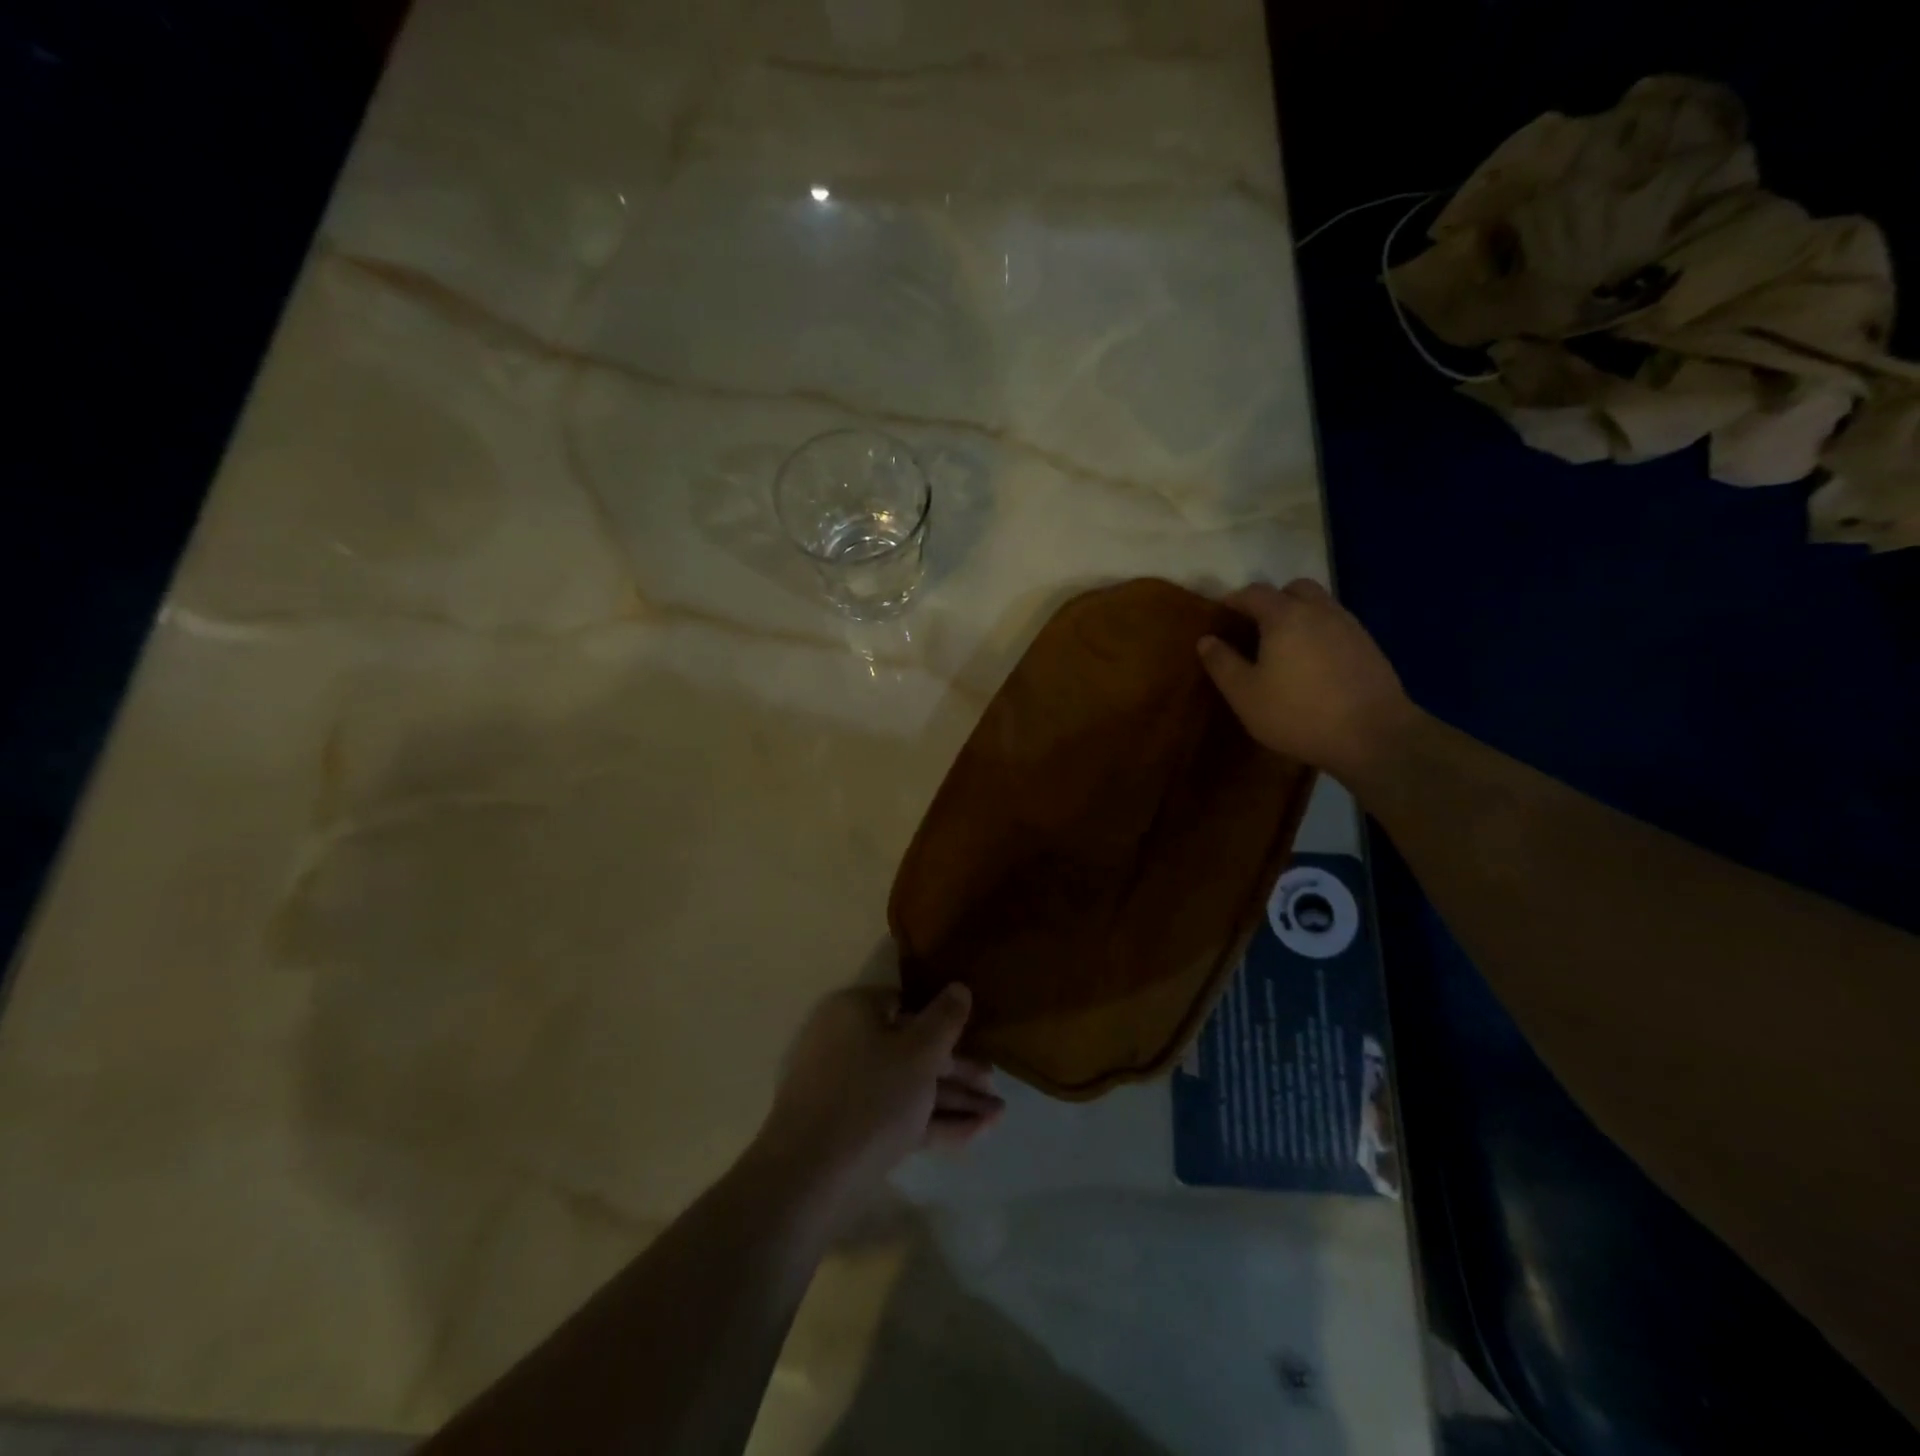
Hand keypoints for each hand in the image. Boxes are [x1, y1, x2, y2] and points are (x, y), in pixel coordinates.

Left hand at [752, 985, 1003, 1209]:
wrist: (809, 1179)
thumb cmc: (870, 1097)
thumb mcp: (919, 1052)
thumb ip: (945, 1019)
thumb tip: (959, 987)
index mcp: (855, 1012)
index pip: (904, 1005)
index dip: (942, 1022)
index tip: (975, 1038)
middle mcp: (848, 1044)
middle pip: (912, 1050)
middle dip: (958, 1071)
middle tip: (995, 1086)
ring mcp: (849, 1090)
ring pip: (910, 1087)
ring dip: (955, 1101)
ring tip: (1000, 1117)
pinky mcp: (854, 1130)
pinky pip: (900, 1116)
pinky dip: (935, 1122)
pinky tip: (976, 1134)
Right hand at [1198, 579, 1416, 779]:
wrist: (1373, 735)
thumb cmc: (1298, 713)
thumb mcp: (1245, 694)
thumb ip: (1222, 663)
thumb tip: (1206, 639)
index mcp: (1285, 616)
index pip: (1254, 593)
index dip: (1234, 600)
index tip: (1221, 615)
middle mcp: (1319, 611)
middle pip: (1294, 589)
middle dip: (1273, 601)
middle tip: (1257, 627)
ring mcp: (1349, 626)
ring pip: (1320, 606)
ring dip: (1300, 616)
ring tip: (1285, 648)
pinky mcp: (1369, 647)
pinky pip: (1337, 627)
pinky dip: (1320, 635)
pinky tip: (1314, 666)